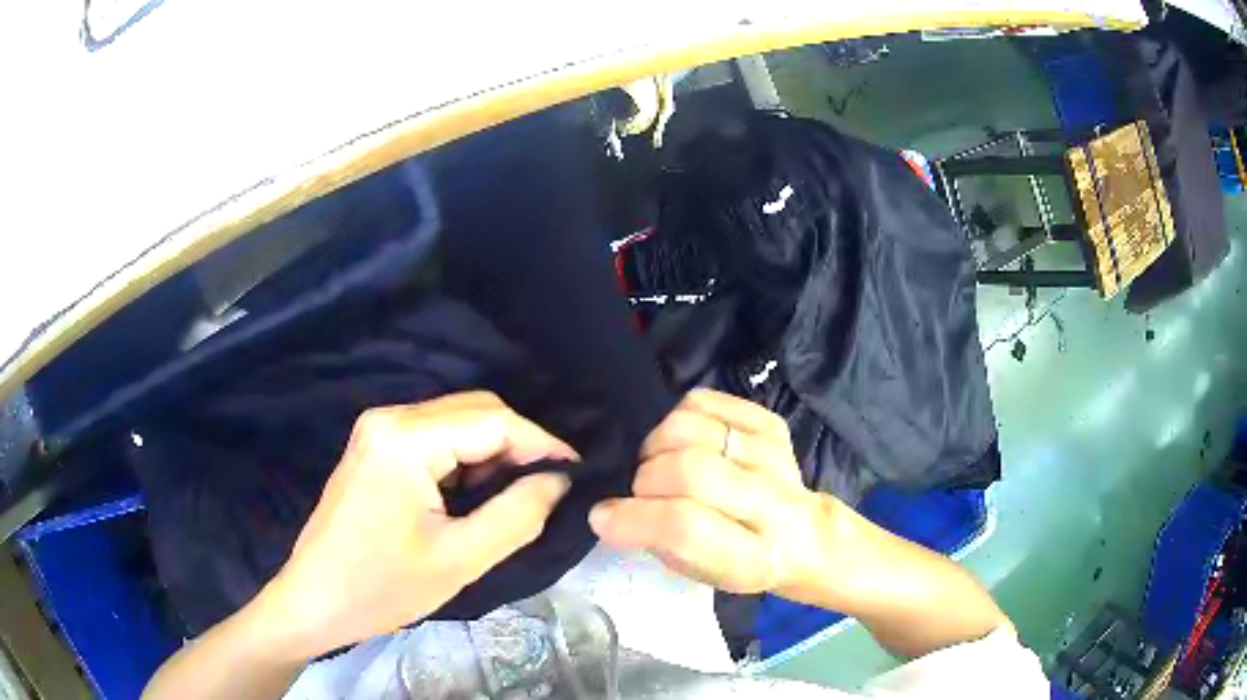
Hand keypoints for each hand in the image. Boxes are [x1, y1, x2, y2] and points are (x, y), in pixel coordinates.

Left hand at [251, 392, 576, 659]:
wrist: (315, 601)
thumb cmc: (381, 587)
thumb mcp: (459, 560)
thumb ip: (517, 515)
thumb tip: (557, 480)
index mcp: (404, 438)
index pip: (492, 420)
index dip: (541, 443)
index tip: (576, 471)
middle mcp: (389, 418)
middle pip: (474, 411)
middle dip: (518, 445)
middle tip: (548, 488)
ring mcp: (377, 430)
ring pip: (456, 422)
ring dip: (492, 453)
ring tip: (516, 495)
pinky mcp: (375, 447)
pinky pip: (434, 438)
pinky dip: (465, 460)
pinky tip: (475, 493)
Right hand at [589, 389, 833, 599]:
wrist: (802, 533)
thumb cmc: (740, 561)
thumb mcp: (698, 572)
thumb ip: (658, 541)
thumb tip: (608, 508)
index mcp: (753, 556)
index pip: (685, 525)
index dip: (634, 516)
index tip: (602, 515)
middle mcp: (771, 503)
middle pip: (690, 470)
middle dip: (645, 477)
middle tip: (638, 489)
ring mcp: (774, 456)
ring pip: (691, 430)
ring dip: (657, 447)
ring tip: (658, 463)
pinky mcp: (769, 423)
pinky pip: (704, 402)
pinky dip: (678, 418)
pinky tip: (682, 442)